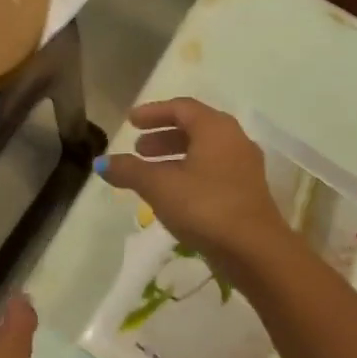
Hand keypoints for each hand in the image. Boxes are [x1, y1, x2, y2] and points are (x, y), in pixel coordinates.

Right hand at [97, 98, 292, 279]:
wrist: (254, 250)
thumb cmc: (205, 207)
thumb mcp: (159, 187)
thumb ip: (130, 171)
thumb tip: (102, 162)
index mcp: (215, 128)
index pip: (181, 108)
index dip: (153, 112)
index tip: (131, 121)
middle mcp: (234, 140)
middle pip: (194, 128)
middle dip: (163, 137)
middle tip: (138, 149)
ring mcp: (244, 167)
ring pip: (204, 152)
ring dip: (175, 157)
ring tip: (150, 173)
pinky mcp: (247, 192)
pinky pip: (213, 171)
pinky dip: (189, 173)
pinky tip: (173, 194)